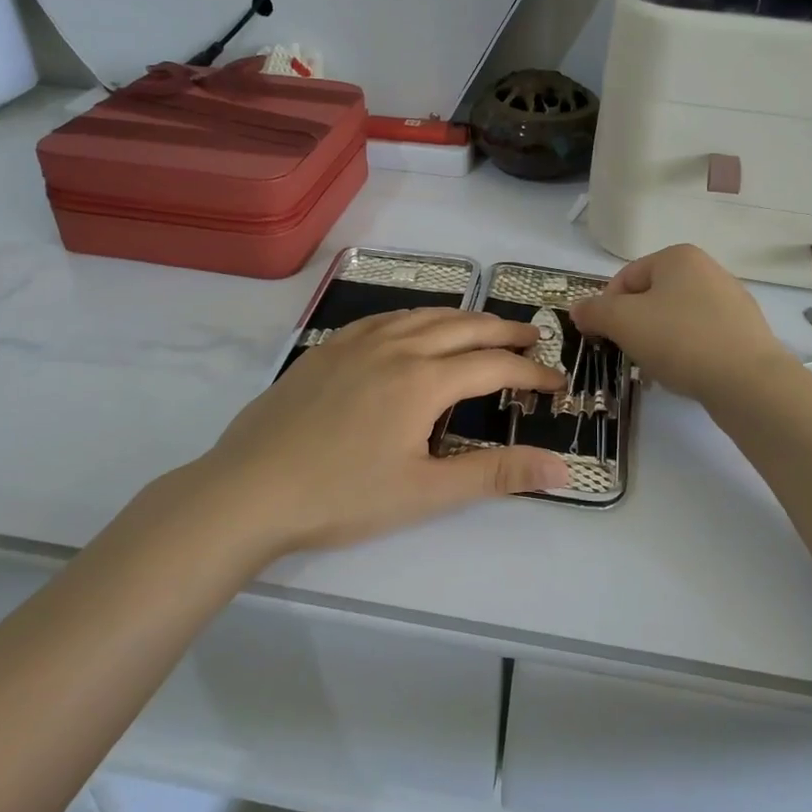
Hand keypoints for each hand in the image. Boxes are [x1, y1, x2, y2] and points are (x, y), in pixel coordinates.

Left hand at [180, 309, 569, 555]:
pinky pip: (385, 318)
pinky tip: (414, 329)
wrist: (249, 490)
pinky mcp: (327, 348)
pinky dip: (416, 318)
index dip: (531, 372)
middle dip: (504, 331)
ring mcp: (357, 342)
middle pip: (464, 327)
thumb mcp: (426, 492)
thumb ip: (496, 474)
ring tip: (484, 328)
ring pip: (423, 315)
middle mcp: (396, 346)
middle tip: (533, 337)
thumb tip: (562, 469)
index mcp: (424, 379)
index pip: (493, 365)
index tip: (557, 382)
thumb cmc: (342, 497)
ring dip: (463, 319)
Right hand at [570, 244, 792, 404]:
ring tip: (657, 367)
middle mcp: (708, 269)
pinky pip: (700, 338)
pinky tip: (684, 374)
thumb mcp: (622, 321)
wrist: (747, 381)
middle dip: (634, 326)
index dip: (607, 308)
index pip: (626, 278)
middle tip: (630, 353)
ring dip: (658, 341)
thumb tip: (578, 309)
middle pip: (651, 298)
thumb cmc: (679, 339)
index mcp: (679, 257)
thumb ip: (594, 311)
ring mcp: (731, 301)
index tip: (604, 336)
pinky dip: (685, 353)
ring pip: (675, 319)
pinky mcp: (744, 332)